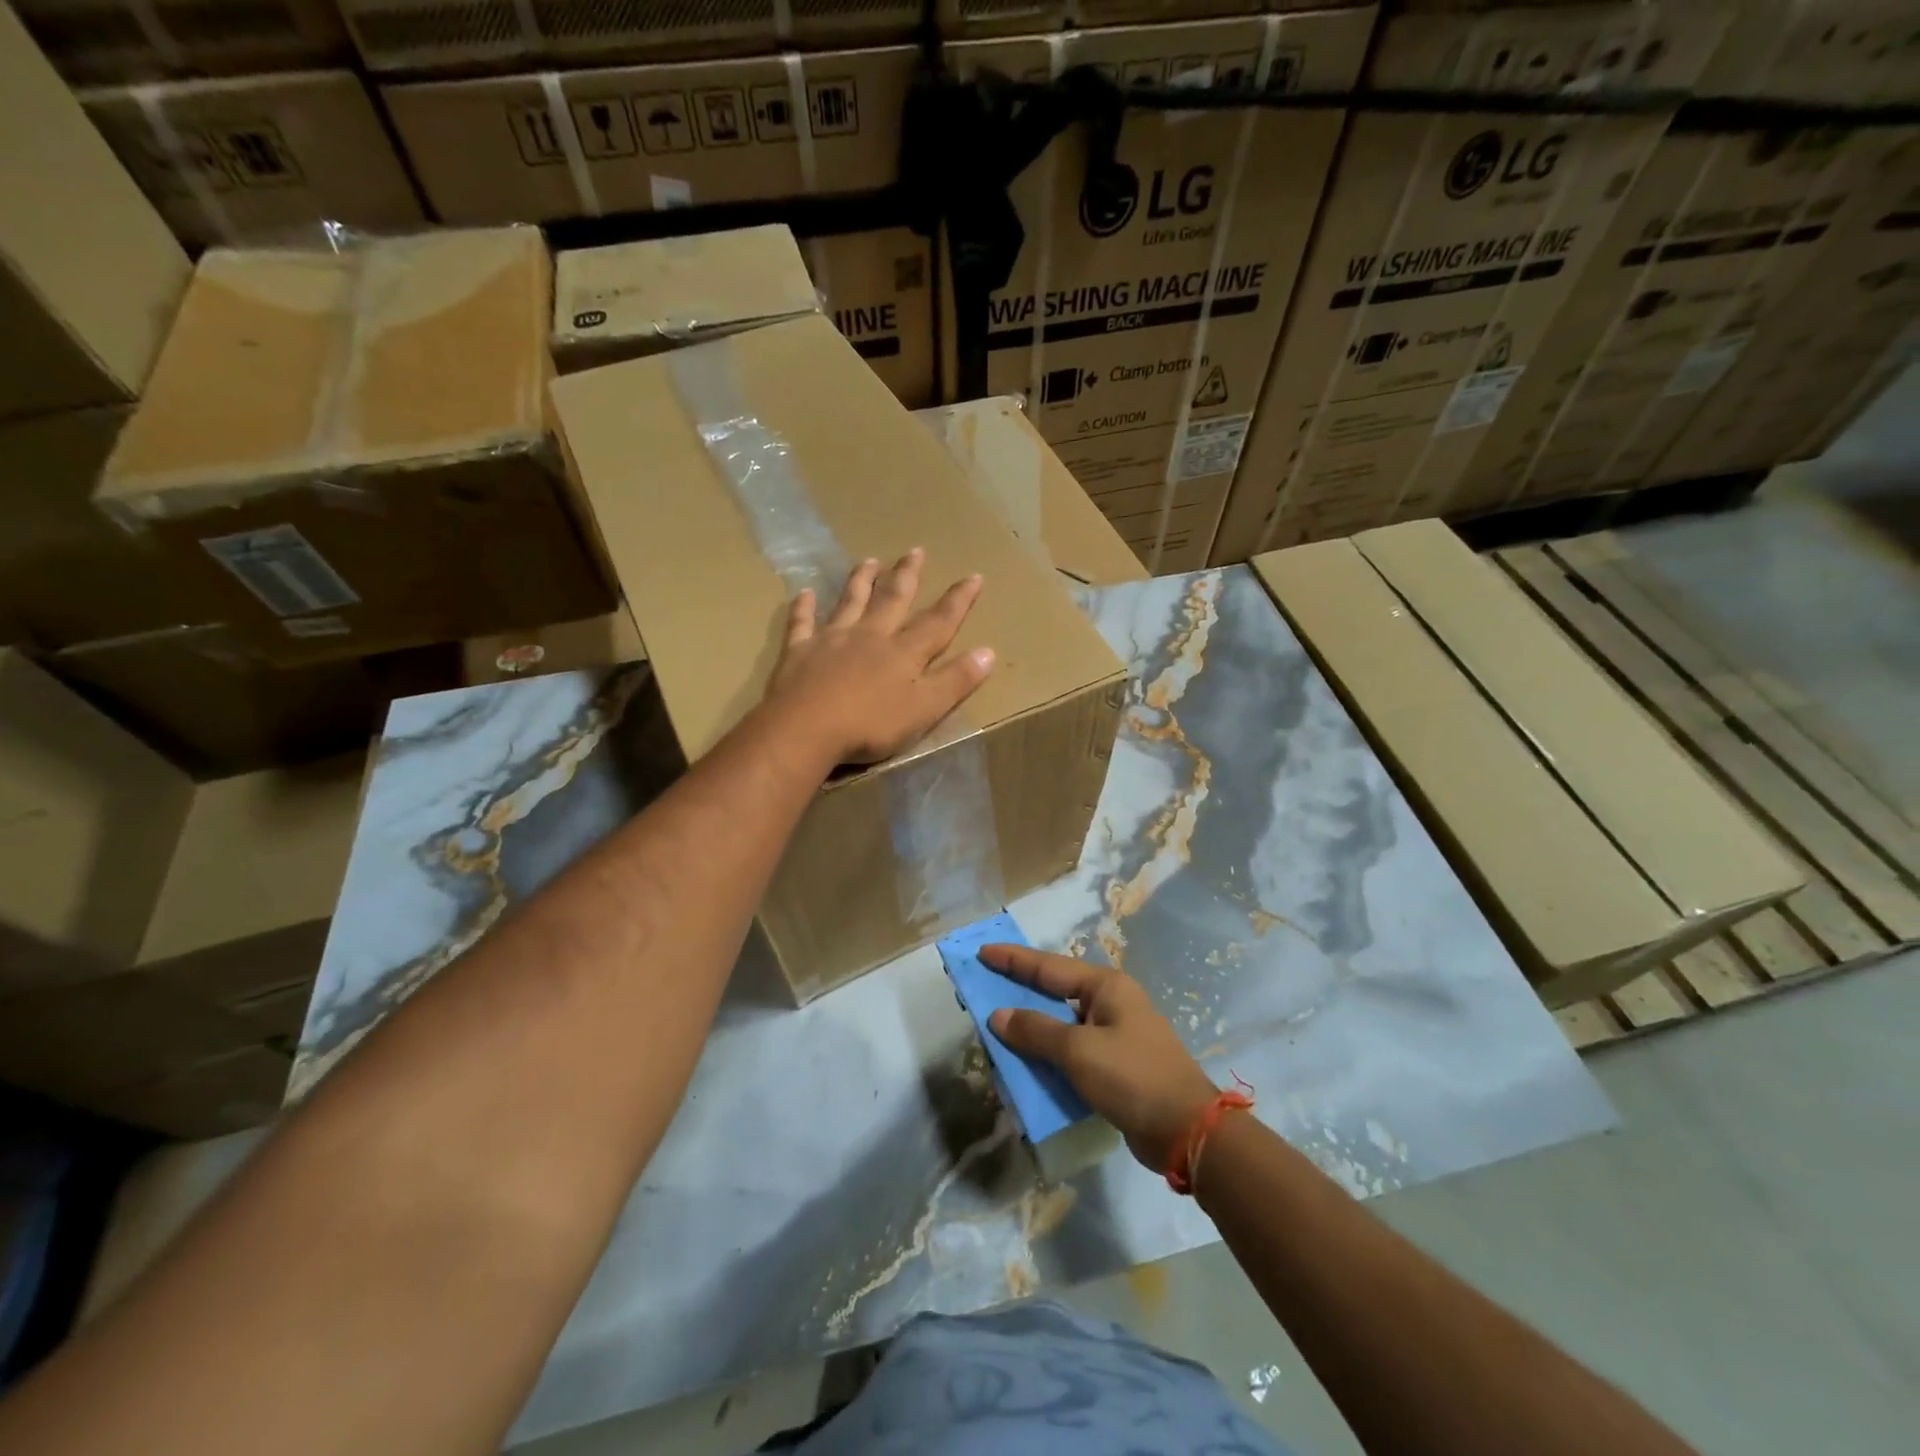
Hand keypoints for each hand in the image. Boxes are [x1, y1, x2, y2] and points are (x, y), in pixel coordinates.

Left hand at [765, 548, 994, 765]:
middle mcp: (870, 636)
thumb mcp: (924, 709)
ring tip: (870, 560)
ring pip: (850, 602)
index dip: (958, 601)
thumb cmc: (871, 725)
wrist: (806, 729)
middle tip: (916, 550)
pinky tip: (804, 593)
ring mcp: (832, 640)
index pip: (938, 622)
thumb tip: (989, 652)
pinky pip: (802, 622)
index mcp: (904, 652)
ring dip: (862, 580)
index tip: (973, 576)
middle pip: (893, 600)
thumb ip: (955, 681)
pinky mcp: (799, 651)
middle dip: (907, 575)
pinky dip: (804, 607)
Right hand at [983, 945, 1218, 1171]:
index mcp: (1105, 987)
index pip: (1048, 966)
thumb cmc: (1132, 1077)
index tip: (983, 951)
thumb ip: (1036, 1031)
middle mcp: (1111, 1003)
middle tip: (985, 985)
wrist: (1187, 1130)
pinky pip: (1072, 1050)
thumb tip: (998, 1015)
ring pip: (1062, 1022)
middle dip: (1020, 989)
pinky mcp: (1116, 1064)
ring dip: (1032, 1026)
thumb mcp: (1078, 1051)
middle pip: (1055, 990)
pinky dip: (1048, 1053)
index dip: (1013, 959)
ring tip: (998, 1024)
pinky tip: (1027, 1062)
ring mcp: (1115, 1033)